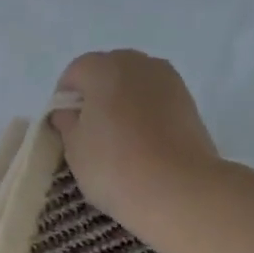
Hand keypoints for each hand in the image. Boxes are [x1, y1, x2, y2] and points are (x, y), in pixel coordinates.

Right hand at [52, 50, 220, 243]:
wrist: (177, 189)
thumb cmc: (113, 165)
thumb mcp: (74, 147)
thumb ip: (66, 122)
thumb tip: (68, 112)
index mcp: (105, 68)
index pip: (75, 72)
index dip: (64, 98)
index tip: (64, 127)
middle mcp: (139, 64)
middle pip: (108, 71)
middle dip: (95, 96)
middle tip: (89, 132)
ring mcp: (169, 80)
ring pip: (134, 85)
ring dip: (121, 103)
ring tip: (117, 139)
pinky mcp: (188, 102)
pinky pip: (155, 100)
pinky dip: (143, 113)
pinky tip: (141, 143)